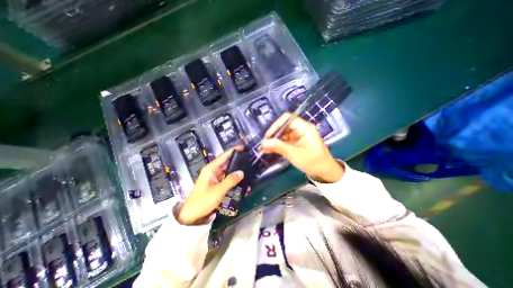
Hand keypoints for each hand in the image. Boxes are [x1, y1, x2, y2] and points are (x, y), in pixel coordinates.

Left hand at [177, 146, 243, 224]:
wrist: (191, 216)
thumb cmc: (203, 201)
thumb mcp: (218, 191)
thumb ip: (230, 180)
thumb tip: (241, 172)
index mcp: (211, 169)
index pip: (224, 156)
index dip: (233, 151)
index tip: (243, 148)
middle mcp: (212, 171)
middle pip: (226, 162)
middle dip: (237, 160)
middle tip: (248, 159)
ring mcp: (214, 178)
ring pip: (227, 171)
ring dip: (236, 171)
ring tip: (247, 169)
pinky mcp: (216, 184)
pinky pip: (226, 179)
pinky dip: (233, 179)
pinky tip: (241, 181)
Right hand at [263, 114, 341, 182]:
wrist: (325, 173)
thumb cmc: (313, 162)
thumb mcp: (295, 155)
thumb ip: (279, 147)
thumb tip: (264, 143)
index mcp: (304, 128)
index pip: (287, 119)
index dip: (276, 125)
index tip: (268, 136)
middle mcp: (301, 129)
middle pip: (284, 126)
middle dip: (273, 134)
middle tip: (264, 144)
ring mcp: (299, 136)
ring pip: (283, 134)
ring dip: (274, 141)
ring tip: (264, 148)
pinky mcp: (297, 143)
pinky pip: (285, 141)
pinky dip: (278, 145)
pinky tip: (270, 150)